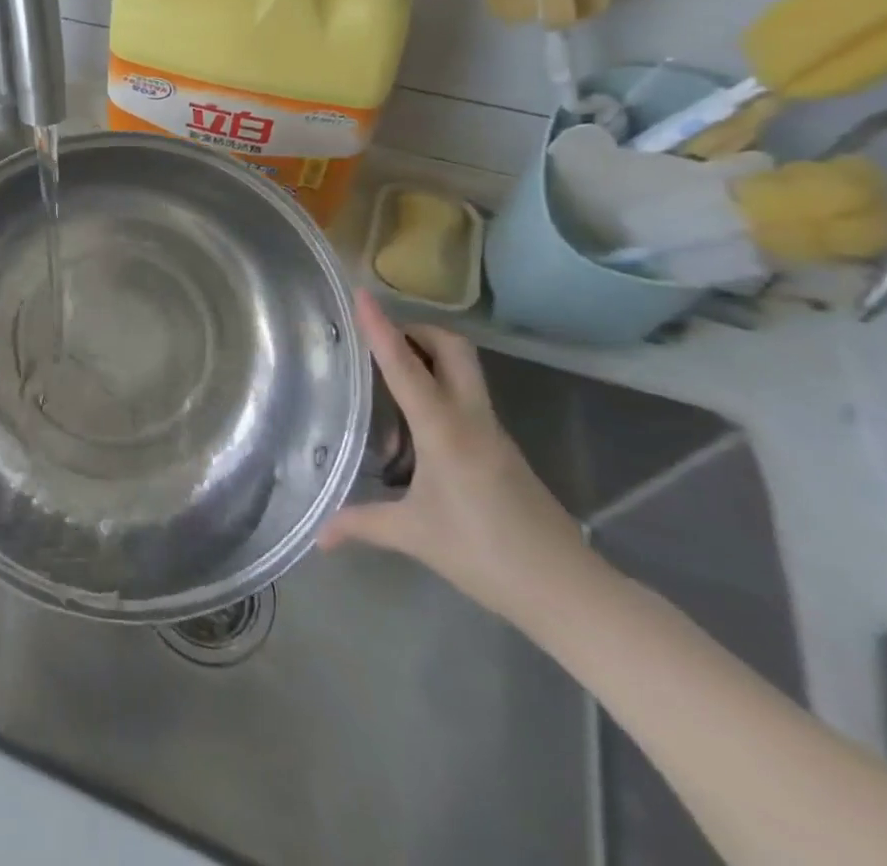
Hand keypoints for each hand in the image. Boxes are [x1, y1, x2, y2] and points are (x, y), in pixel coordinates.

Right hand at [317, 291, 589, 622]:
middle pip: (452, 348)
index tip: (362, 294)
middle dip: (416, 330)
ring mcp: (491, 431)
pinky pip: (466, 396)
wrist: (569, 591)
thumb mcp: (414, 537)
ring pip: (463, 369)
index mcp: (444, 431)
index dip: (381, 328)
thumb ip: (362, 525)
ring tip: (385, 372)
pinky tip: (414, 418)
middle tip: (378, 337)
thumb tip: (318, 536)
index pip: (406, 367)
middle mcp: (471, 419)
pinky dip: (438, 386)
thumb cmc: (486, 556)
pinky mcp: (501, 447)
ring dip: (428, 355)